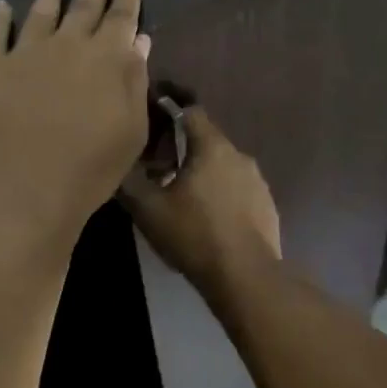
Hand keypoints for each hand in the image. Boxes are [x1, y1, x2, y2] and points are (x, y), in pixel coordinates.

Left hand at [0, 0, 149, 247]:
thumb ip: (135, 81)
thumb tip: (138, 42)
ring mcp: (24, 53)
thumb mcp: (131, 129)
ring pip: (40, 12)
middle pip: (83, 7)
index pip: (121, 18)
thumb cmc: (91, 167)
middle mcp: (67, 45)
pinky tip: (1, 7)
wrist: (27, 190)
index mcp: (105, 59)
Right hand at [121, 108, 280, 290]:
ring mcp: (258, 182)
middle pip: (207, 141)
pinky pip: (239, 192)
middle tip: (159, 171)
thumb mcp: (148, 209)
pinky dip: (223, 198)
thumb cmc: (194, 234)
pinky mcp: (268, 207)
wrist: (245, 277)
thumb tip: (118, 165)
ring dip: (204, 176)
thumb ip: (129, 181)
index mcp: (212, 147)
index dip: (170, 110)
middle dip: (183, 151)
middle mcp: (240, 156)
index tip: (153, 122)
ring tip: (183, 200)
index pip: (191, 111)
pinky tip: (209, 222)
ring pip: (224, 168)